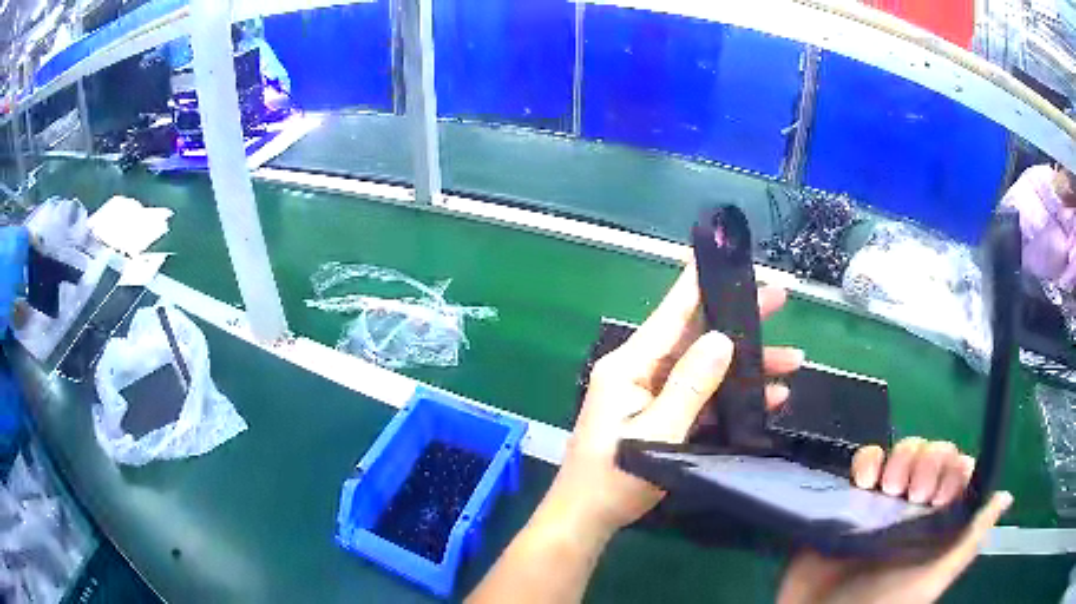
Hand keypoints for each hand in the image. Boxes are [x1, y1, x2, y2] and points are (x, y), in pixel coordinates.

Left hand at [538, 263, 802, 541]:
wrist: (588, 518)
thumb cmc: (614, 477)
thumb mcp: (658, 431)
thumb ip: (691, 384)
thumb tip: (723, 339)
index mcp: (631, 365)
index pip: (671, 312)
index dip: (698, 280)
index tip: (723, 253)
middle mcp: (642, 371)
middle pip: (698, 336)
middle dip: (741, 320)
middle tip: (780, 298)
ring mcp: (653, 394)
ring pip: (708, 368)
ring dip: (749, 366)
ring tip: (793, 361)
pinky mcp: (664, 416)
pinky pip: (704, 397)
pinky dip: (734, 397)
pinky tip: (769, 399)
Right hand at [778, 438, 1013, 603]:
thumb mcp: (931, 582)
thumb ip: (968, 543)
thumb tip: (1007, 497)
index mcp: (939, 520)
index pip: (959, 470)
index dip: (954, 469)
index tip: (939, 497)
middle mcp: (916, 504)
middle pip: (933, 452)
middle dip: (927, 462)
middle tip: (913, 495)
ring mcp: (884, 499)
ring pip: (904, 450)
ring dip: (900, 458)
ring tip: (888, 490)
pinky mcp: (852, 497)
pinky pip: (866, 460)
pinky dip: (867, 460)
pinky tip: (864, 481)